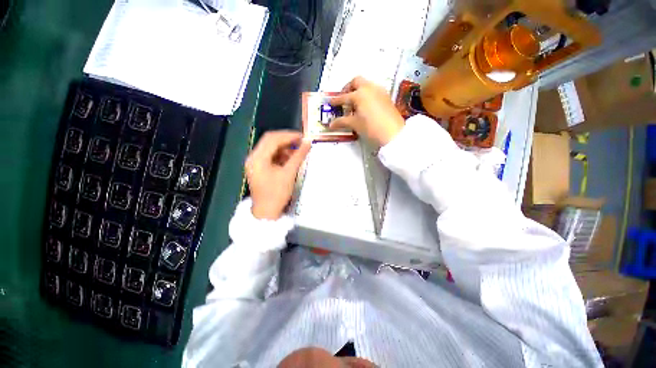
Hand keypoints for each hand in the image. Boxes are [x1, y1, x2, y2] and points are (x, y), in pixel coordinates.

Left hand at [245, 131, 310, 219]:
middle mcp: (253, 158)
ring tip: (297, 152)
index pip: (272, 139)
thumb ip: (298, 156)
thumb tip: (308, 143)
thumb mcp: (289, 174)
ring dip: (284, 148)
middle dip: (287, 140)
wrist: (267, 213)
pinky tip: (290, 159)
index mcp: (257, 158)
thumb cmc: (277, 194)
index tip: (302, 136)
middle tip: (301, 142)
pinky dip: (281, 155)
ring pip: (270, 148)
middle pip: (270, 141)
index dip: (288, 135)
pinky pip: (270, 156)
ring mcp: (255, 163)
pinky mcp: (259, 168)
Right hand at [329, 76, 404, 146]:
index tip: (330, 103)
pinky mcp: (386, 97)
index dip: (336, 101)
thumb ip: (341, 122)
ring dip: (358, 91)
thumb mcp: (355, 124)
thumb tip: (331, 124)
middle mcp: (370, 88)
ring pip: (366, 85)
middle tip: (344, 99)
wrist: (393, 134)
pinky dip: (367, 95)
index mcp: (360, 94)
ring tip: (355, 104)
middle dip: (348, 88)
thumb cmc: (371, 128)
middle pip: (356, 81)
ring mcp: (380, 91)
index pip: (344, 97)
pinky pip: (374, 90)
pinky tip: (365, 107)